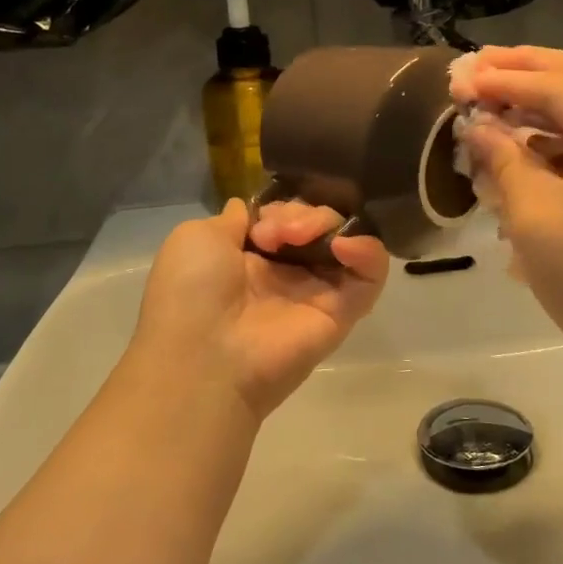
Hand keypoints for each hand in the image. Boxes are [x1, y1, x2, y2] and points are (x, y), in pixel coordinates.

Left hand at [132, 199, 390, 419]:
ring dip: (328, 223)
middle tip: (275, 234)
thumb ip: (233, 218)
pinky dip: (368, 250)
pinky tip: (342, 245)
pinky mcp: (344, 312)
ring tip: (299, 237)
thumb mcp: (197, 237)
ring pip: (345, 239)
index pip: (286, 216)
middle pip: (317, 223)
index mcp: (250, 257)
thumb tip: (250, 210)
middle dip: (301, 213)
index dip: (280, 207)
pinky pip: (371, 275)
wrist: (203, 355)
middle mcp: (286, 273)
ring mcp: (317, 292)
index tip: (261, 222)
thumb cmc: (191, 293)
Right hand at [453, 46, 562, 393]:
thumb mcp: (534, 216)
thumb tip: (476, 124)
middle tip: (478, 66)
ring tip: (494, 97)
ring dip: (544, 96)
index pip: (559, 86)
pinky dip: (561, 130)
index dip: (505, 79)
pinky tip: (524, 140)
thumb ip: (503, 159)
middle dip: (528, 68)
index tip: (459, 78)